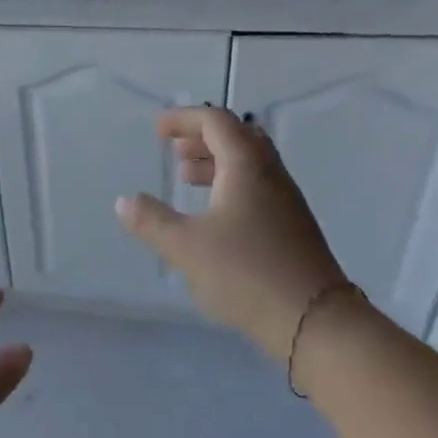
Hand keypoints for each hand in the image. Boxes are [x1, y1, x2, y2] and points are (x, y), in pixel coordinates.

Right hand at [115, 106, 346, 362]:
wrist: (312, 318)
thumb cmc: (244, 273)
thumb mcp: (186, 247)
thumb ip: (152, 221)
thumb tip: (124, 201)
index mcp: (246, 167)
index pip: (216, 122)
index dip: (184, 119)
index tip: (157, 131)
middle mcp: (271, 175)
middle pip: (238, 138)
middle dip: (202, 139)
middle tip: (173, 152)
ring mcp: (286, 201)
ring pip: (249, 165)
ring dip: (216, 163)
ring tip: (186, 179)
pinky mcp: (291, 227)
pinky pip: (257, 188)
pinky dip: (229, 186)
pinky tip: (213, 216)